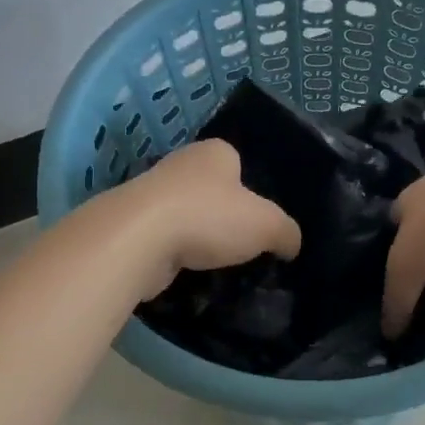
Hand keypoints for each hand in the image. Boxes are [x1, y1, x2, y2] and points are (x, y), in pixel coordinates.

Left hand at [116, 138, 302, 297]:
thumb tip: (291, 245)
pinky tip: (187, 272)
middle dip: (222, 214)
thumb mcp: (266, 225)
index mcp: (214, 152)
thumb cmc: (209, 217)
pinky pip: (163, 239)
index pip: (238, 163)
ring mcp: (152, 194)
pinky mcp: (133, 225)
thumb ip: (286, 232)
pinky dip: (175, 253)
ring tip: (215, 264)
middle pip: (210, 189)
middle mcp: (181, 164)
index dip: (251, 189)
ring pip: (185, 214)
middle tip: (241, 245)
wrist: (139, 239)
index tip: (258, 218)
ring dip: (197, 235)